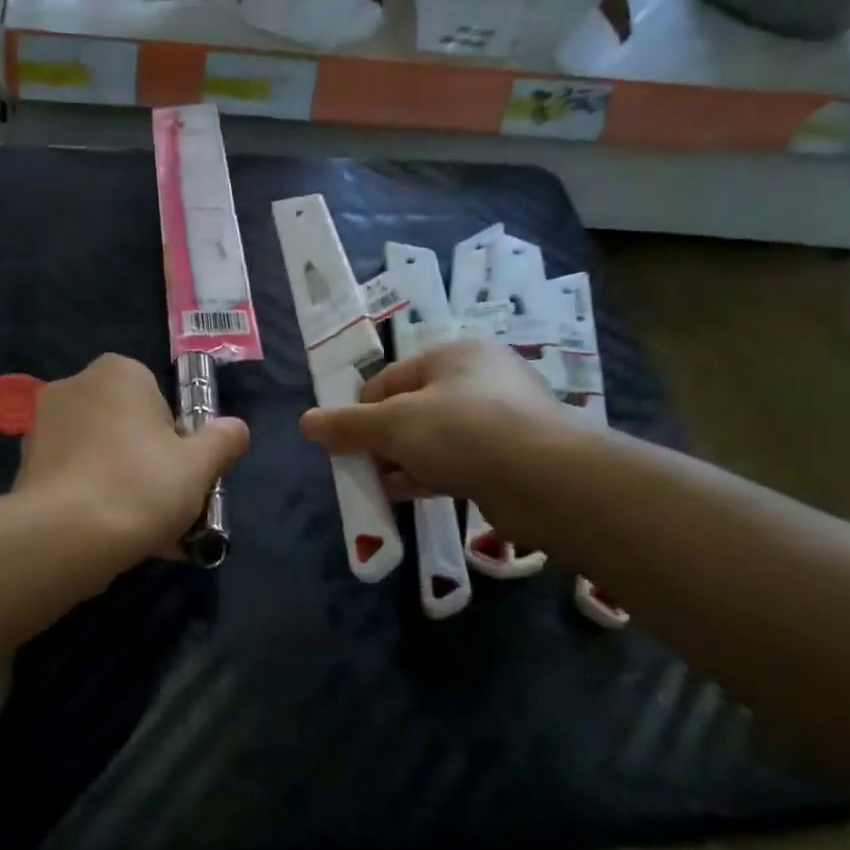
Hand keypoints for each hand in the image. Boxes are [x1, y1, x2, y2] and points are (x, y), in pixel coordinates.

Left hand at [16, 354, 249, 562]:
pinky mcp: (26, 467)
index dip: (178, 441)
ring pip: (102, 458)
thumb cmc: (142, 485)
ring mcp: (43, 427)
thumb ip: (223, 440)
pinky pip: (76, 480)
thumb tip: (236, 428)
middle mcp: (74, 387)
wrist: (67, 537)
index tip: (184, 476)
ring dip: (125, 488)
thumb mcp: (201, 464)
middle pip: (129, 429)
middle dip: (150, 466)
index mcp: (118, 372)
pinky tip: (115, 540)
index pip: (160, 401)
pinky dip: (96, 502)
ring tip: (147, 534)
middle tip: (169, 508)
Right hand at [298, 340, 567, 501]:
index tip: (343, 444)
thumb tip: (305, 422)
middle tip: (361, 467)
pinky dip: (430, 475)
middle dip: (381, 440)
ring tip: (379, 486)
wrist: (543, 478)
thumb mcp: (393, 424)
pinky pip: (457, 461)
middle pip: (411, 409)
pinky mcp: (510, 455)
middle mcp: (480, 378)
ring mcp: (499, 418)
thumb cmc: (461, 431)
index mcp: (453, 354)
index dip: (360, 412)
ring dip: (403, 461)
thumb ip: (348, 425)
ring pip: (434, 438)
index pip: (389, 379)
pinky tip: (408, 494)